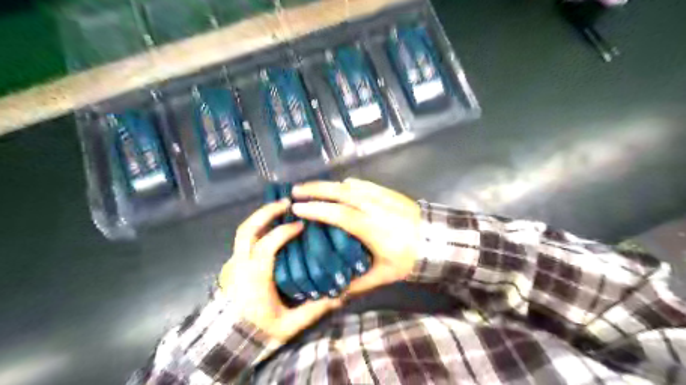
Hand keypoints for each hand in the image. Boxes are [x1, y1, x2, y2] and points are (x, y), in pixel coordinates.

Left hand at [218, 200, 340, 340]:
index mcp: (255, 277)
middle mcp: (241, 265)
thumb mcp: (289, 325)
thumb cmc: (260, 331)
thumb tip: (340, 297)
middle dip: (266, 212)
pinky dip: (256, 226)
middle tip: (286, 202)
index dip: (284, 231)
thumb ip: (314, 310)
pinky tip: (270, 224)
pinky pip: (243, 238)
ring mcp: (234, 263)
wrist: (230, 341)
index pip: (267, 245)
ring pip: (242, 231)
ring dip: (260, 216)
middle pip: (247, 230)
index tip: (301, 225)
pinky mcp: (234, 264)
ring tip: (279, 208)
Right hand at [290, 180, 420, 297]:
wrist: (438, 240)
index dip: (316, 209)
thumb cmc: (410, 258)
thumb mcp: (384, 275)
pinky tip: (340, 187)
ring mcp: (381, 196)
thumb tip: (337, 292)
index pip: (337, 214)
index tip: (297, 207)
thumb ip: (358, 283)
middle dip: (315, 189)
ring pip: (349, 185)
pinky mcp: (388, 192)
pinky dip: (347, 184)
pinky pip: (363, 184)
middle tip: (295, 190)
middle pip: (340, 192)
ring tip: (311, 187)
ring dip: (328, 185)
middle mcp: (373, 206)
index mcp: (370, 227)